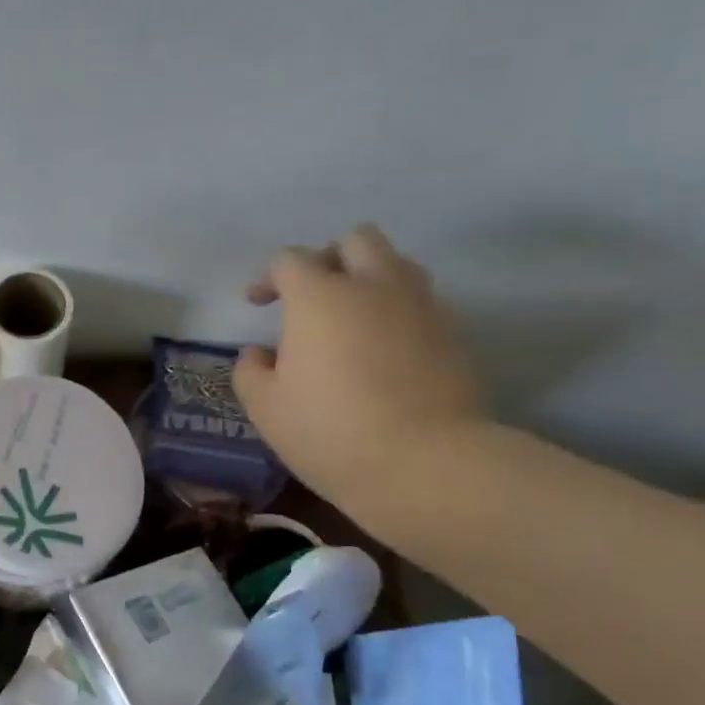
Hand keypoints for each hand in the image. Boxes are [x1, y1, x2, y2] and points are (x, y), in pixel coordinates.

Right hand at [233, 225, 486, 515]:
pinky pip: (421, 302)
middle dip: (328, 259)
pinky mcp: (453, 334)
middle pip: (356, 241)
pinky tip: (383, 349)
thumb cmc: (330, 431)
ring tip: (352, 318)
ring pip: (397, 264)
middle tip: (312, 297)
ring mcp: (421, 307)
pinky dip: (397, 311)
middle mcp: (373, 286)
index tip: (258, 304)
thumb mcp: (266, 408)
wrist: (426, 463)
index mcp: (320, 297)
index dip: (269, 277)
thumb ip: (251, 371)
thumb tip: (259, 354)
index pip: (290, 260)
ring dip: (370, 278)